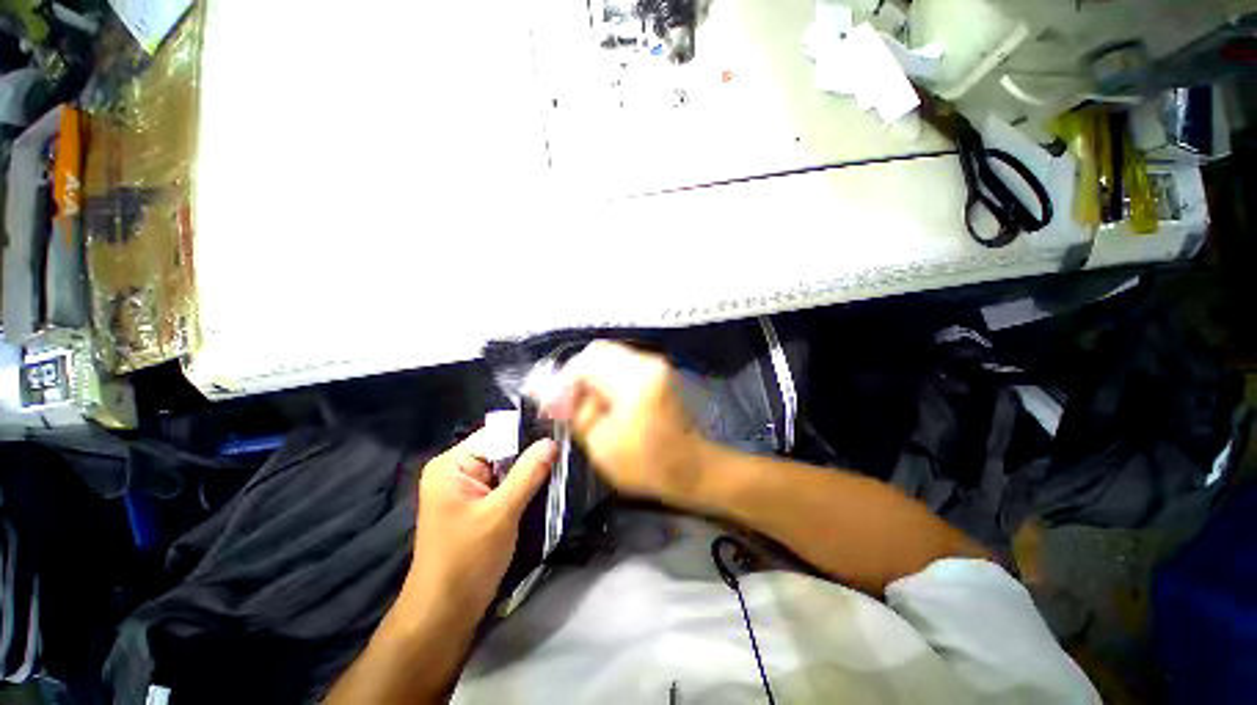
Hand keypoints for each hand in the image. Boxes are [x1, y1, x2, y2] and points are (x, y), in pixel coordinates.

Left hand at [407, 431, 557, 611]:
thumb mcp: (501, 513)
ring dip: (532, 470)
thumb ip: (528, 473)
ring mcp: (468, 488)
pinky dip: (526, 486)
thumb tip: (552, 441)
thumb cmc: (467, 561)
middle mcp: (458, 470)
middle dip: (533, 453)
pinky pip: (507, 484)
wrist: (445, 614)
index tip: (561, 434)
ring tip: (562, 467)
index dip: (529, 433)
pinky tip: (547, 485)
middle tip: (566, 452)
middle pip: (504, 449)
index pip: (497, 434)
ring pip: (508, 467)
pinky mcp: (478, 504)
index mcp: (452, 465)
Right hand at [540, 340, 709, 505]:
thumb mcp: (601, 443)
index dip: (562, 381)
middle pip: (597, 352)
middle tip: (567, 402)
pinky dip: (606, 377)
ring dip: (591, 376)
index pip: (585, 362)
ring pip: (608, 356)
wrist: (691, 467)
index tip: (554, 404)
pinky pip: (621, 364)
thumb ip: (573, 412)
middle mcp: (646, 362)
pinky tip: (603, 400)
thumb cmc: (646, 464)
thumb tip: (545, 392)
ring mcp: (654, 363)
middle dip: (576, 375)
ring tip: (585, 404)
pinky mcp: (657, 370)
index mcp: (634, 380)